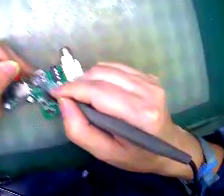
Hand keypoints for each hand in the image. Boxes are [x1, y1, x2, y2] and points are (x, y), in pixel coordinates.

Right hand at [52, 63, 210, 178]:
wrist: (169, 146)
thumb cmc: (138, 156)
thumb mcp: (105, 153)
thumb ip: (80, 130)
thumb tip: (64, 102)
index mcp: (140, 114)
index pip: (98, 92)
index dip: (72, 89)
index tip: (55, 93)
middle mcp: (148, 91)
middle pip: (101, 74)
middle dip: (78, 83)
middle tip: (69, 98)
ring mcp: (150, 81)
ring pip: (107, 67)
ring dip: (89, 79)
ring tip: (84, 95)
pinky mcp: (149, 77)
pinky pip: (117, 68)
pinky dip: (102, 76)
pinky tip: (102, 91)